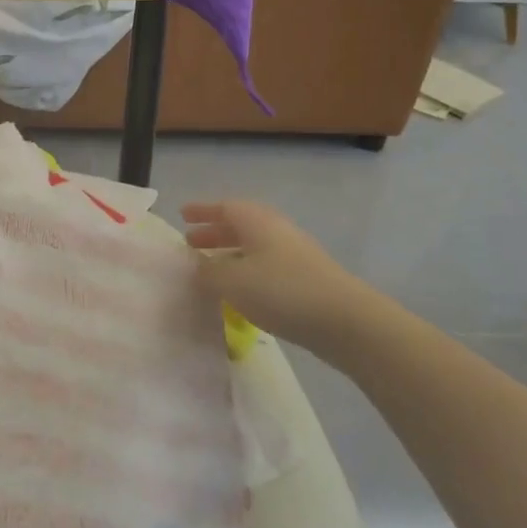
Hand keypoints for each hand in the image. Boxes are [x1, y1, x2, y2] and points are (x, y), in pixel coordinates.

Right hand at [181, 199, 389, 361]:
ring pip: (253, 247)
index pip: (224, 207)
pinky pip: (266, 266)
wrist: (344, 320)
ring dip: (230, 254)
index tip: (182, 214)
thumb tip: (197, 267)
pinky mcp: (305, 279)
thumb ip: (208, 272)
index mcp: (256, 221)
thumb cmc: (281, 291)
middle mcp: (275, 230)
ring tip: (211, 269)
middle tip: (191, 242)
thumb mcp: (232, 281)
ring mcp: (294, 254)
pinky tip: (240, 293)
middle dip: (214, 232)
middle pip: (240, 225)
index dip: (202, 211)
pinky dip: (247, 272)